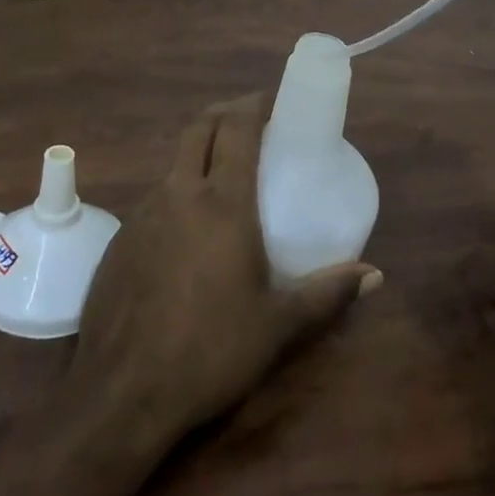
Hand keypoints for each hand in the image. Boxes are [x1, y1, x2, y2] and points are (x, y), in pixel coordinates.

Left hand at [70, 97, 380, 444]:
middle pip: (200, 127)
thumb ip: (328, 293)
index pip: (237, 127)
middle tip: (254, 124)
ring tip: (226, 180)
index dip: (257, 104)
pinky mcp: (120, 239)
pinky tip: (191, 233)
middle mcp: (179, 194)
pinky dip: (179, 192)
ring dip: (201, 154)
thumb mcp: (278, 325)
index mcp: (222, 203)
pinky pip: (156, 198)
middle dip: (227, 113)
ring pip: (175, 162)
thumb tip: (374, 275)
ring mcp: (142, 214)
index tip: (276, 102)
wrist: (123, 394)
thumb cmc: (211, 351)